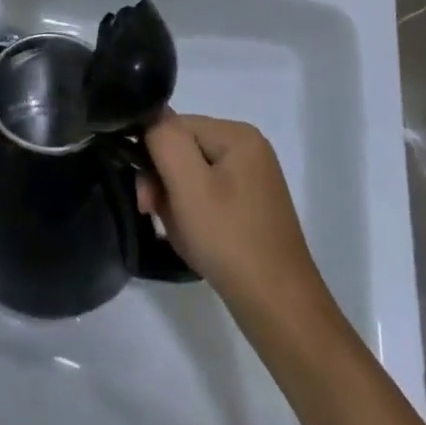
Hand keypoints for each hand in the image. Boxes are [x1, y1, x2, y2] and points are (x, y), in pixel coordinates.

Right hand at [138, 114, 326, 310]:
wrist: (280, 310)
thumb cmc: (230, 241)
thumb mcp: (188, 185)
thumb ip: (164, 139)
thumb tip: (150, 113)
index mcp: (238, 135)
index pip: (175, 127)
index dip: (153, 157)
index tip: (145, 198)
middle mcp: (248, 149)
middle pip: (184, 150)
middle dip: (164, 183)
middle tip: (153, 216)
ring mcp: (253, 179)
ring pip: (193, 176)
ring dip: (176, 202)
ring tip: (179, 234)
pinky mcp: (252, 207)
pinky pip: (209, 196)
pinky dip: (194, 215)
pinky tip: (195, 239)